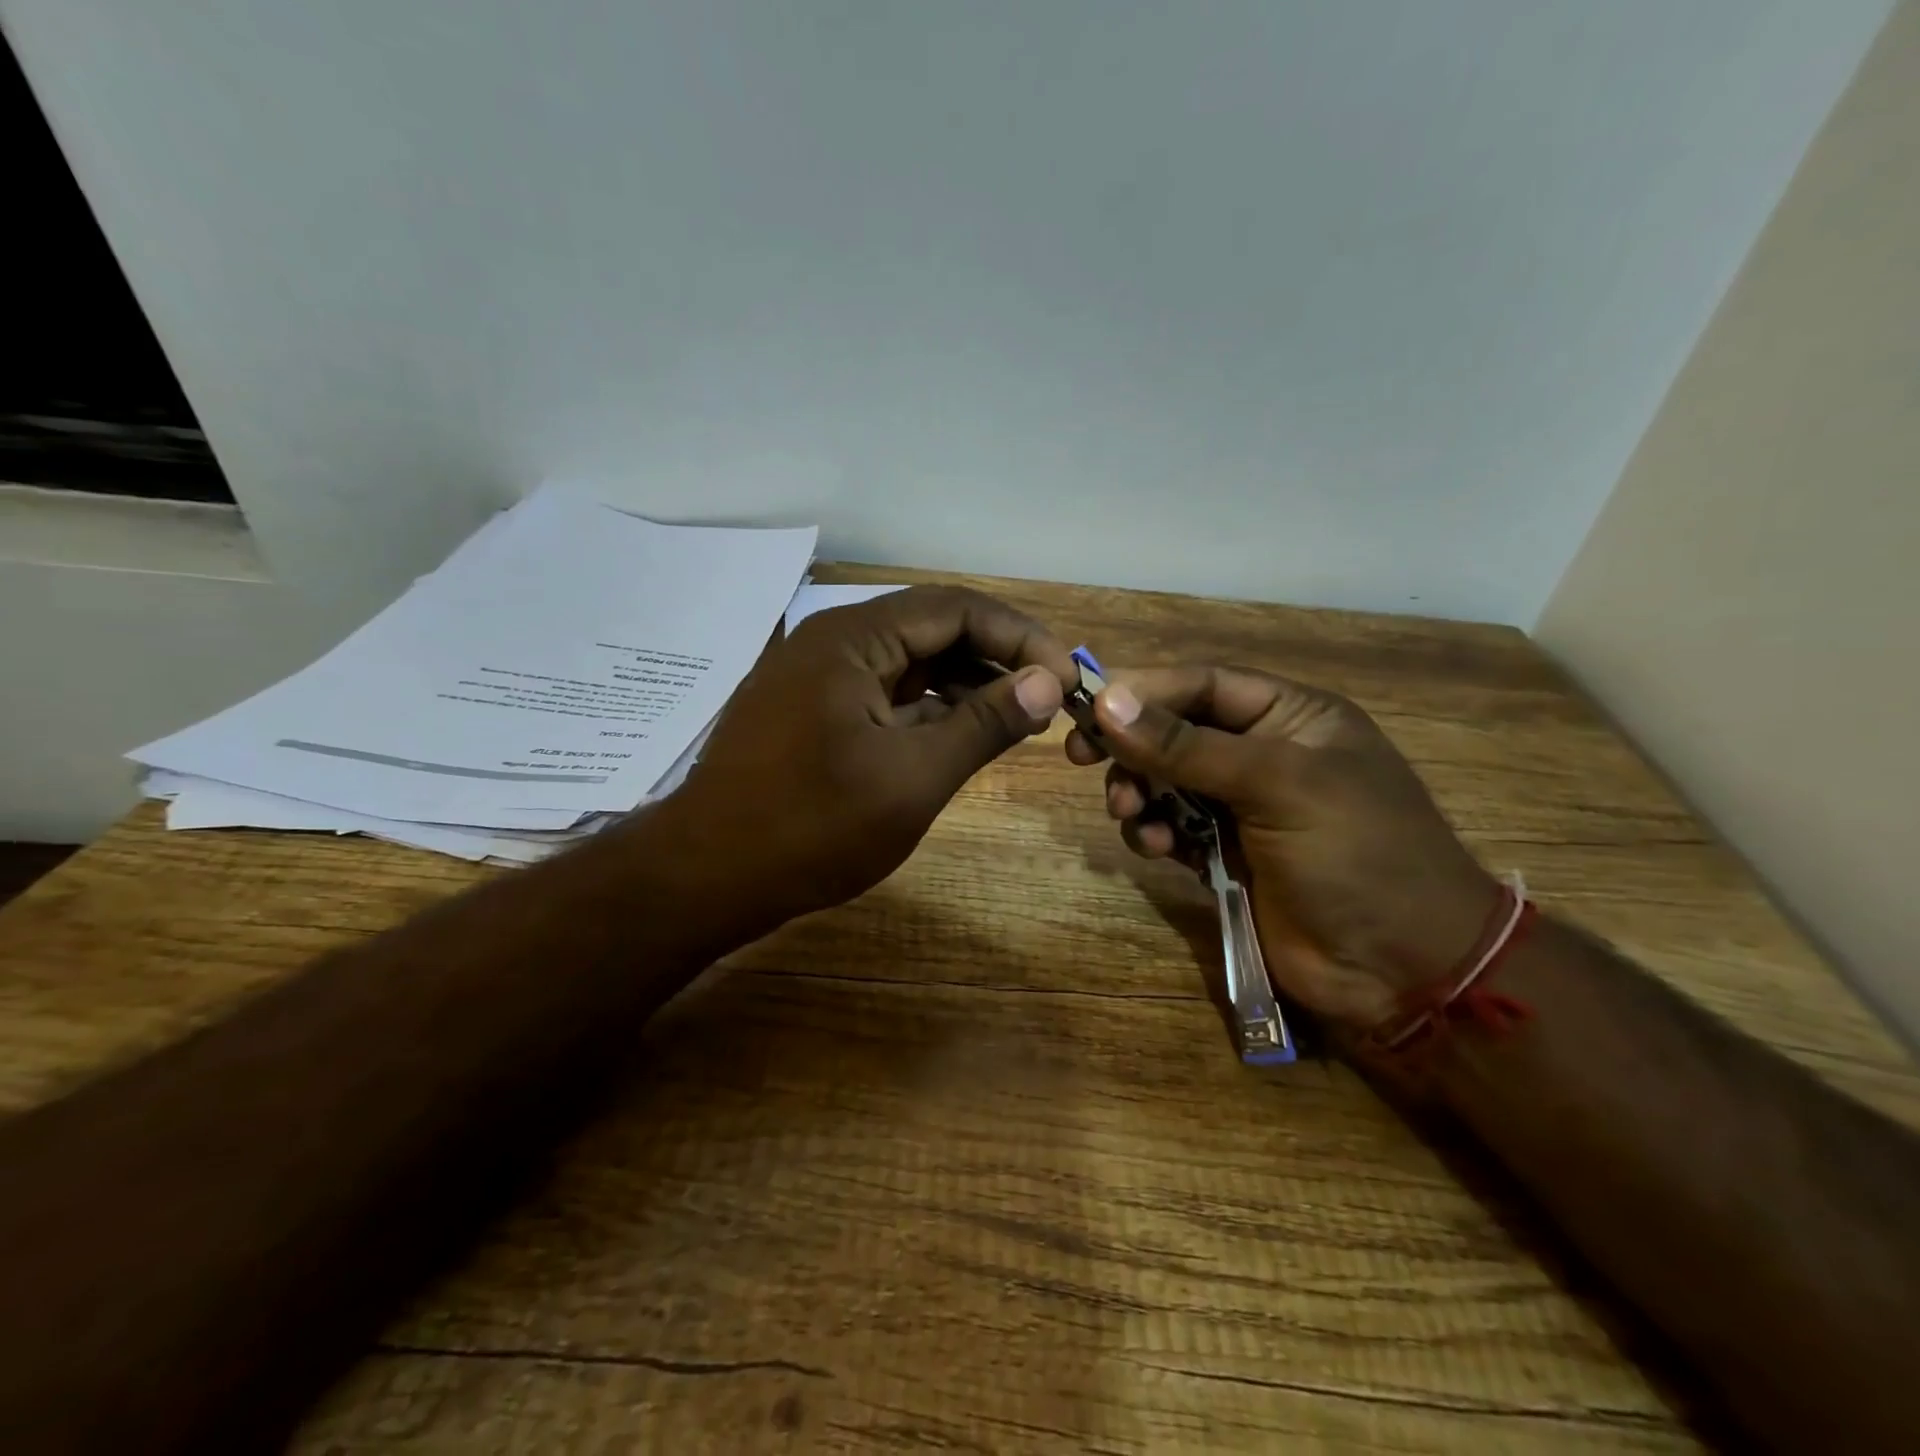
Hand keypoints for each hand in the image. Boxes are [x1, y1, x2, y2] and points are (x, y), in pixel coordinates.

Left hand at [650, 586, 1077, 930]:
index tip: (1065, 677)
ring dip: (965, 684)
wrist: (705, 877)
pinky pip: (884, 693)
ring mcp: (818, 676)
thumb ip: (984, 724)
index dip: (1020, 637)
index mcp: (853, 638)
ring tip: (1016, 718)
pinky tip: (960, 734)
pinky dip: (928, 708)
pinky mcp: (811, 711)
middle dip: (996, 658)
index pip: (956, 607)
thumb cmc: (811, 827)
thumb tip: (1047, 683)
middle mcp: (833, 640)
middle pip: (933, 628)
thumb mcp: (912, 777)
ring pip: (910, 663)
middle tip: (1048, 697)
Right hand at [1064, 665, 1498, 1031]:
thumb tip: (1108, 703)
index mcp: (1291, 717)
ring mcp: (1242, 808)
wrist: (1403, 969)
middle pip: (1175, 730)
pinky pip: (1171, 827)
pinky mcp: (1225, 855)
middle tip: (1083, 758)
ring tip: (1130, 812)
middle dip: (1132, 745)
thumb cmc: (1356, 854)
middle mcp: (1263, 753)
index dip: (1145, 690)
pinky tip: (1158, 849)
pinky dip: (1154, 832)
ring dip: (1138, 792)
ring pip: (1164, 781)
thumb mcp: (1277, 786)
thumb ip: (1188, 747)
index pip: (1203, 684)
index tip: (1089, 708)